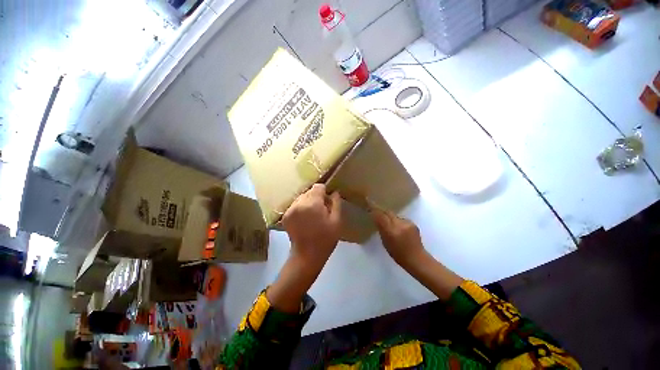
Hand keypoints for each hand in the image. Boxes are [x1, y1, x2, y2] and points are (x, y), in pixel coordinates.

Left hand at [282, 184, 341, 266]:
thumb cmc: (325, 239)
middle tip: (321, 210)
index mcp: (312, 204)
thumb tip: (334, 192)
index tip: (327, 201)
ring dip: (308, 202)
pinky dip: (301, 208)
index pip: (318, 187)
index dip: (324, 191)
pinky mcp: (285, 216)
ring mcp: (290, 209)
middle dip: (316, 197)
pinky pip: (295, 205)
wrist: (306, 256)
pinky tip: (305, 219)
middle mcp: (299, 203)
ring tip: (312, 215)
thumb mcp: (336, 221)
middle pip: (309, 191)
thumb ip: (336, 203)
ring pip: (302, 197)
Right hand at [370, 206, 424, 268]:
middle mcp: (399, 224)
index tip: (369, 205)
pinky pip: (401, 219)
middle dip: (382, 212)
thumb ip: (381, 229)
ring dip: (391, 218)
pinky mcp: (413, 223)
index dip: (375, 210)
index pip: (380, 216)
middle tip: (377, 211)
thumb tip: (377, 219)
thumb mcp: (385, 242)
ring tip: (390, 225)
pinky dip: (398, 222)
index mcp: (390, 231)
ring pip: (395, 216)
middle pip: (388, 212)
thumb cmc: (397, 254)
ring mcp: (407, 223)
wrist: (416, 258)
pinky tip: (400, 229)